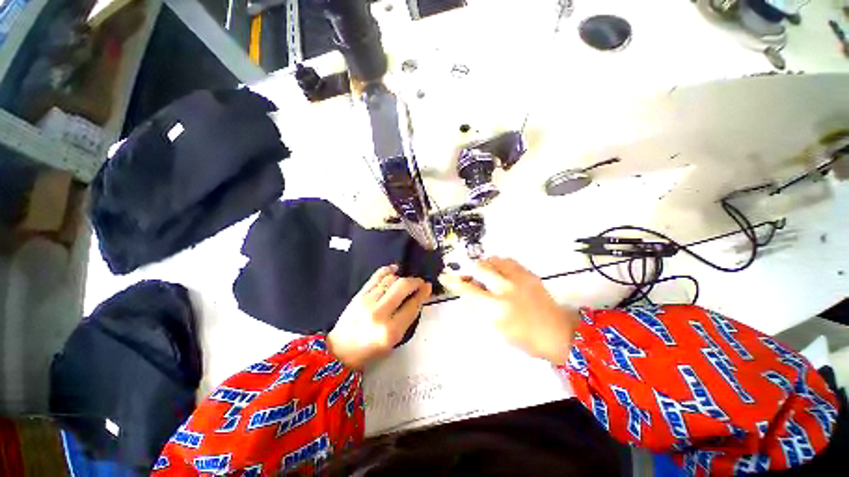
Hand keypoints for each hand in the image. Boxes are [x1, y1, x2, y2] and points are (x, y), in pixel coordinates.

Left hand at [327, 265, 432, 369]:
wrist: (341, 351)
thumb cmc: (371, 350)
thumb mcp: (395, 339)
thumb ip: (408, 317)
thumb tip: (420, 295)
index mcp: (390, 331)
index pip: (412, 306)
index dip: (423, 294)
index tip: (428, 287)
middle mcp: (379, 313)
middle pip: (402, 287)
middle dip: (415, 281)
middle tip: (420, 282)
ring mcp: (366, 301)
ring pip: (390, 280)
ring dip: (402, 278)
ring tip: (406, 282)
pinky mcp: (358, 295)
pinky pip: (376, 277)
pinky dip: (387, 271)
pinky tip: (394, 270)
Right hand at [439, 257, 577, 365]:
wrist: (557, 332)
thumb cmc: (523, 338)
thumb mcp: (495, 328)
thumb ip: (479, 307)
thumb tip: (467, 292)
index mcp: (496, 308)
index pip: (468, 290)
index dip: (454, 282)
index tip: (444, 276)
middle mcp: (506, 289)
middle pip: (480, 268)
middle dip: (472, 271)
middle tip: (472, 278)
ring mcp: (519, 278)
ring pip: (493, 260)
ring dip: (485, 266)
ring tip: (488, 276)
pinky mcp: (528, 273)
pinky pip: (507, 260)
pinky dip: (499, 264)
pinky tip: (500, 273)